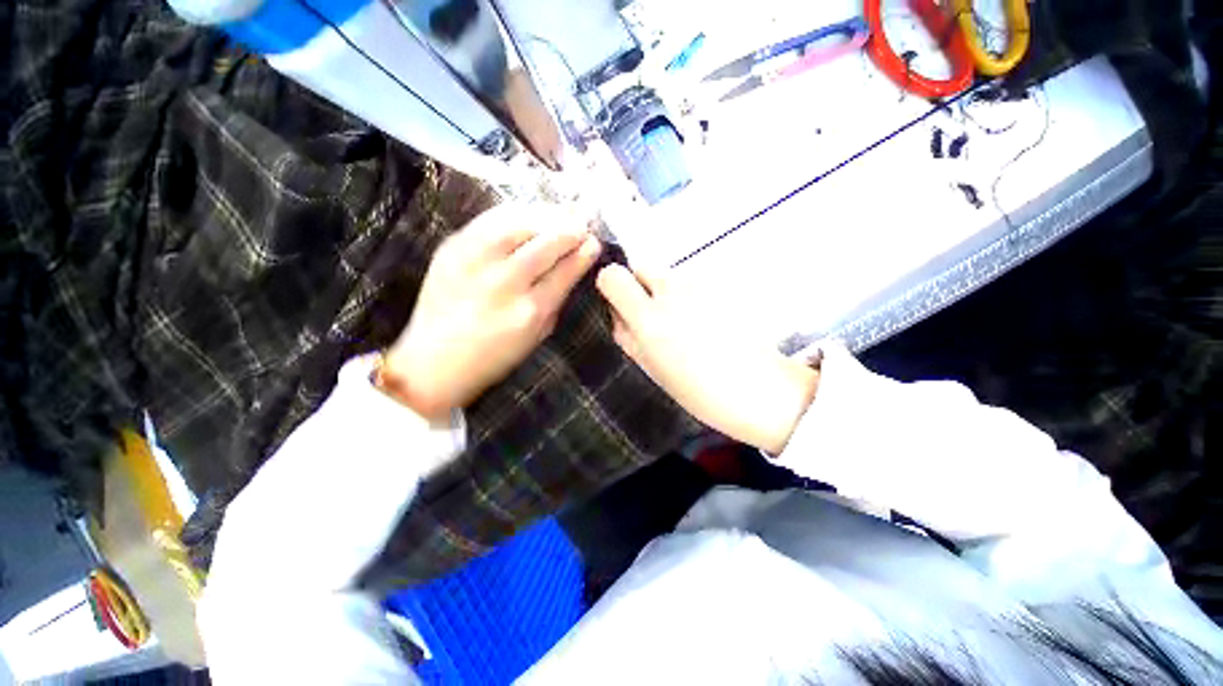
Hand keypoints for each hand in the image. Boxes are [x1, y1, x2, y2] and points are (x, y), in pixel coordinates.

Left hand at [380, 205, 601, 421]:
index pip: (565, 271)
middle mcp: (505, 282)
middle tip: (583, 222)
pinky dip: (515, 212)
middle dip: (571, 229)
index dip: (583, 254)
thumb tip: (572, 267)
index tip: (594, 243)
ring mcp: (475, 260)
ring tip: (561, 213)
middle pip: (546, 243)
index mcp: (530, 311)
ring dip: (546, 216)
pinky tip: (529, 213)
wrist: (433, 360)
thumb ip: (556, 300)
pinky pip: (491, 218)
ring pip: (520, 224)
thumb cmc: (494, 356)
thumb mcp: (537, 336)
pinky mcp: (452, 247)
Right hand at [596, 264, 817, 453]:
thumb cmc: (700, 390)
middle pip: (642, 266)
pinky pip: (692, 282)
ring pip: (669, 275)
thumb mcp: (650, 368)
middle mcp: (672, 291)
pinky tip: (704, 321)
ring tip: (684, 324)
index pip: (612, 276)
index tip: (618, 303)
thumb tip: (616, 311)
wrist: (759, 388)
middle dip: (640, 286)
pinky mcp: (721, 285)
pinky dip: (690, 294)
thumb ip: (626, 335)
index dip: (611, 287)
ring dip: (667, 292)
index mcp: (649, 319)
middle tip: (651, 316)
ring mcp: (700, 284)